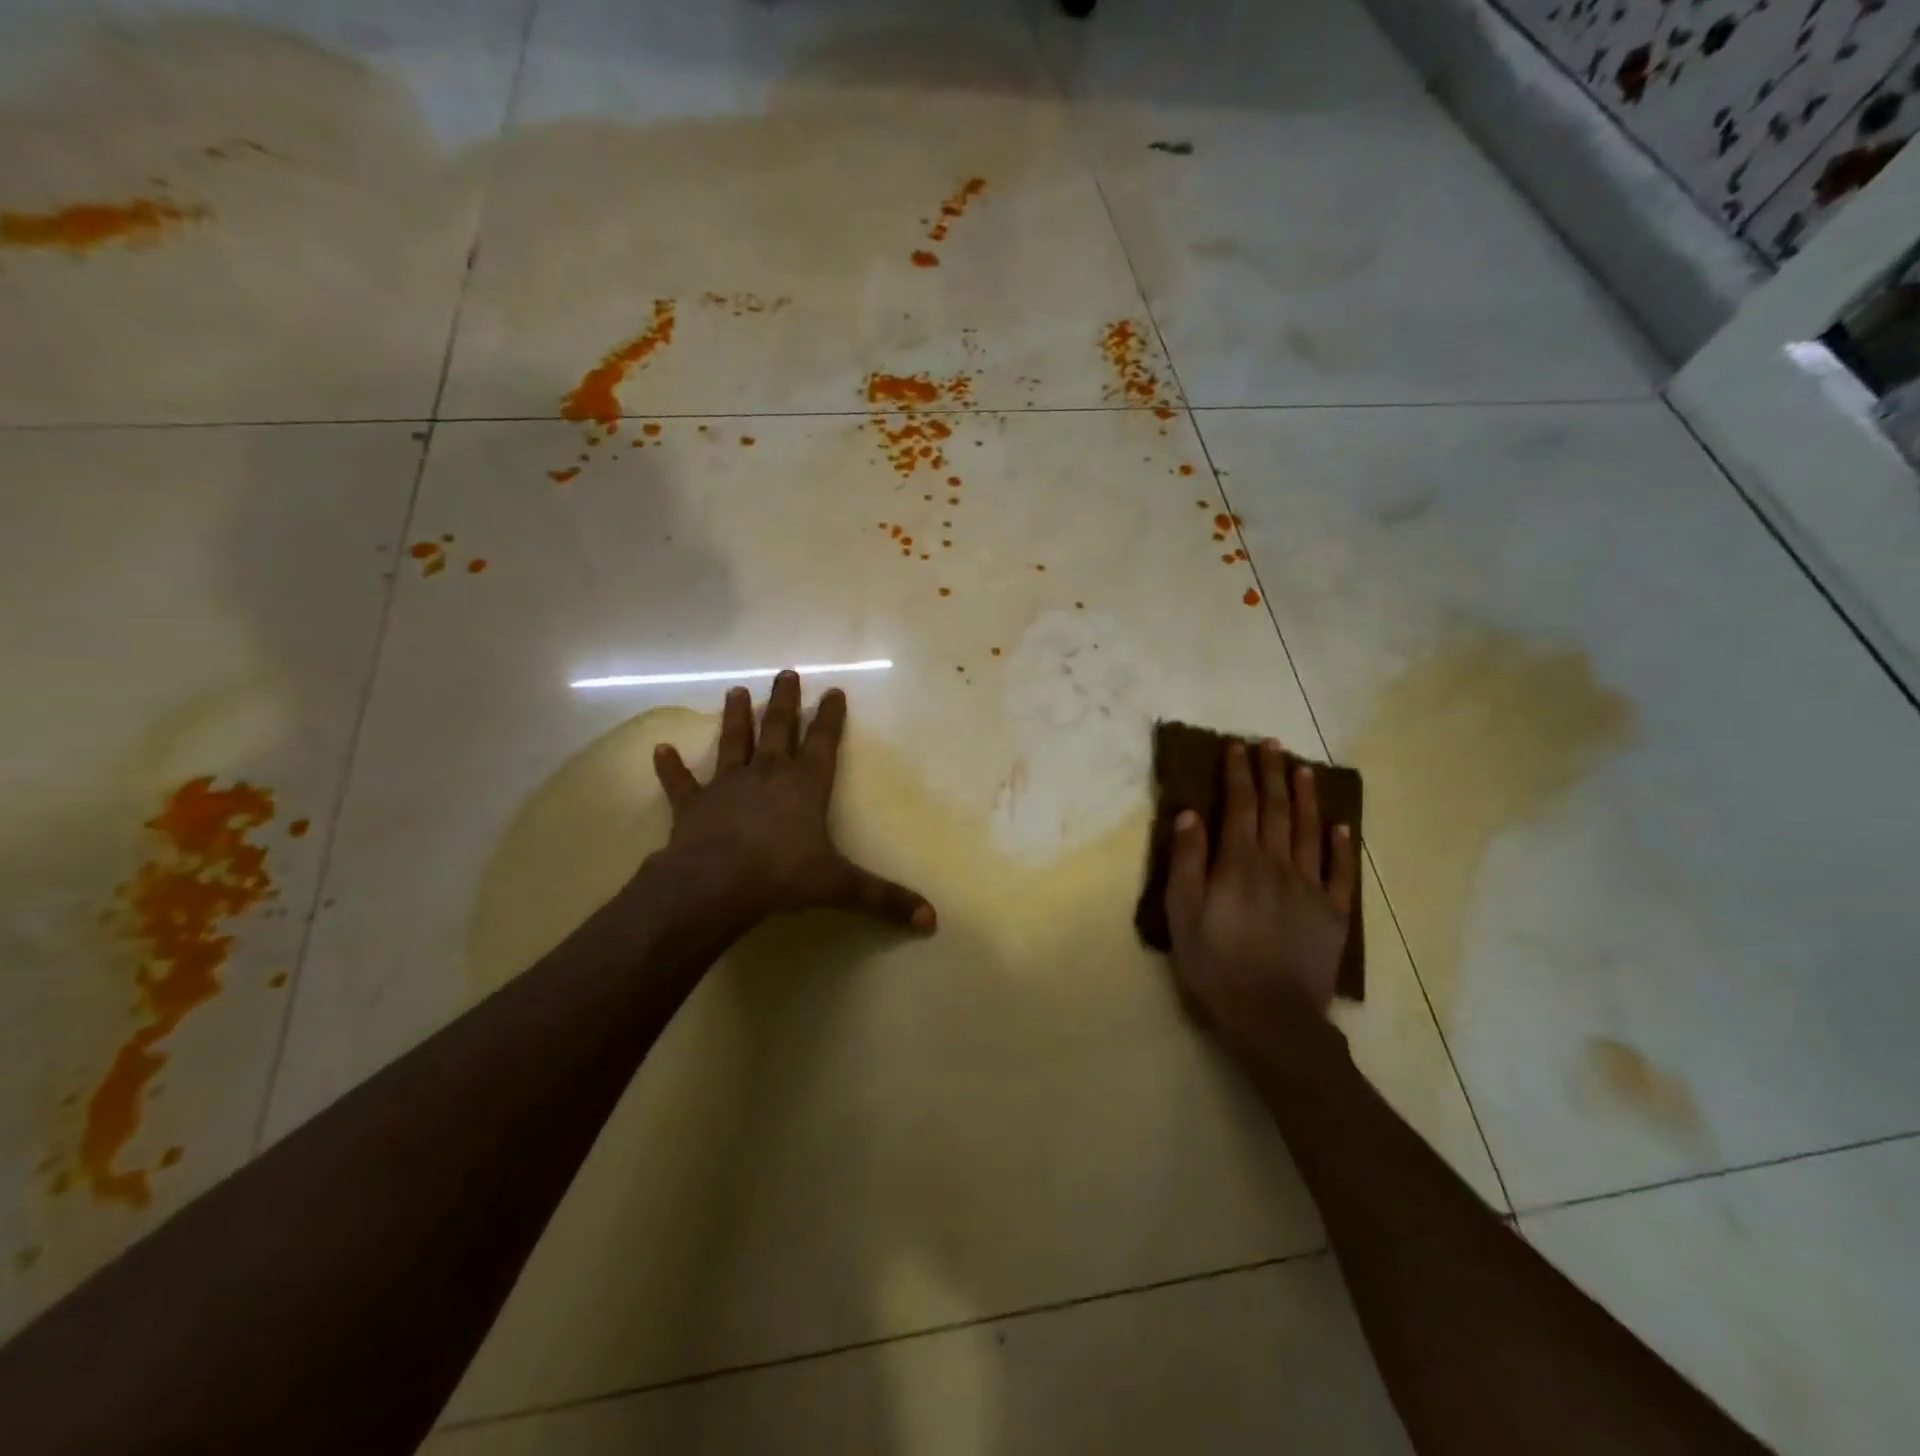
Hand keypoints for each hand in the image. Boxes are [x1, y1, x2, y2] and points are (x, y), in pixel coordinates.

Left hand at [646, 670, 936, 938]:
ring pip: (734, 742)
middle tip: (786, 673)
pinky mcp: (693, 804)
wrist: (716, 884)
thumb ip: (884, 899)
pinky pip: (681, 782)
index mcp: (806, 785)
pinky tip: (660, 750)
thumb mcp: (841, 887)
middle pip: (779, 728)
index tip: (834, 691)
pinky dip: (671, 767)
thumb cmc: (783, 876)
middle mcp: (768, 774)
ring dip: (736, 718)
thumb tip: (931, 920)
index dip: (831, 717)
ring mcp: (728, 785)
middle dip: (785, 701)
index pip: (824, 742)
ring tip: (735, 693)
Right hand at [1165, 739, 1355, 1062]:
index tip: (1237, 746)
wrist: (1271, 1018)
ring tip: (1303, 769)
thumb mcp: (1182, 914)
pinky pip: (1339, 873)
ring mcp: (1310, 889)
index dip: (1239, 774)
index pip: (1241, 806)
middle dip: (1271, 773)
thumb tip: (1191, 814)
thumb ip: (1187, 861)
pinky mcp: (1332, 915)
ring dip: (1305, 798)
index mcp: (1239, 863)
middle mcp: (1278, 865)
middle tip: (1271, 743)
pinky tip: (1340, 827)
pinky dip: (1340, 847)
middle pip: (1276, 810)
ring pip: (1309, 832)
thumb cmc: (1214, 965)